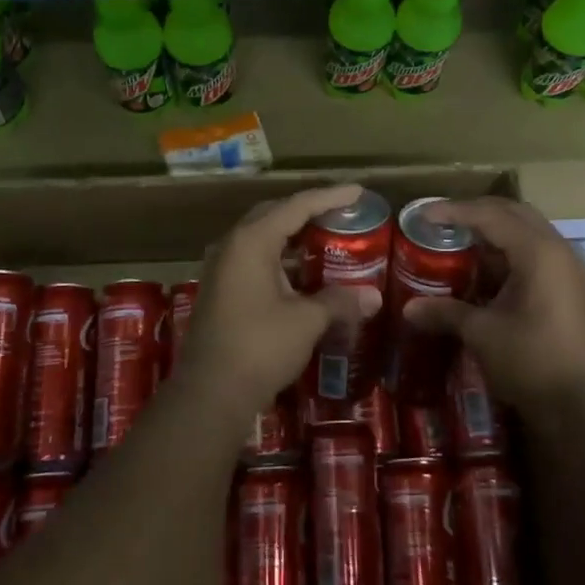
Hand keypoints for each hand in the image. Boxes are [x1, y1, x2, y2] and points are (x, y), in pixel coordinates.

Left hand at [175, 183, 382, 416]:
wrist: (210, 394)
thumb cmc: (259, 347)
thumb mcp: (306, 321)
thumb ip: (339, 301)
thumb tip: (373, 297)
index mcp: (251, 241)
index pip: (296, 206)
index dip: (329, 197)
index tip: (357, 191)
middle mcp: (232, 247)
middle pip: (274, 216)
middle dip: (307, 211)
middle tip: (340, 213)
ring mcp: (222, 270)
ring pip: (262, 240)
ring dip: (293, 238)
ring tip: (327, 240)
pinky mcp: (221, 292)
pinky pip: (255, 262)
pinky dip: (281, 261)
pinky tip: (304, 275)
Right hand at [401, 197, 584, 413]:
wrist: (579, 406)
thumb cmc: (530, 360)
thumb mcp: (482, 333)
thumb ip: (445, 312)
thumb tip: (408, 308)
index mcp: (538, 251)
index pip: (491, 216)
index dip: (454, 212)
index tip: (422, 214)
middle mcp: (556, 250)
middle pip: (513, 213)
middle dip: (476, 212)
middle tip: (442, 220)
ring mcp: (566, 269)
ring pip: (526, 232)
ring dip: (493, 231)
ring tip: (458, 240)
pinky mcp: (567, 288)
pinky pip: (533, 253)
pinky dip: (506, 251)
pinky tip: (482, 269)